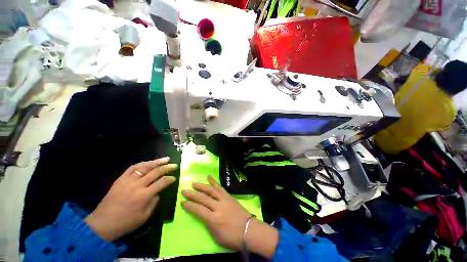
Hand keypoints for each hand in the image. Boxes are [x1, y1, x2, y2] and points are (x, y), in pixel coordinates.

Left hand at [85, 157, 176, 240]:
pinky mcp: (120, 179)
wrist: (102, 224)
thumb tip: (158, 192)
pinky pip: (133, 168)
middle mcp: (137, 185)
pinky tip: (149, 162)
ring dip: (157, 162)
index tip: (174, 178)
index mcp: (144, 196)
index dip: (170, 179)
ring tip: (166, 159)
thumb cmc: (125, 223)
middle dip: (167, 167)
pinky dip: (143, 163)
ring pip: (145, 167)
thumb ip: (154, 202)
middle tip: (174, 165)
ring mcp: (128, 181)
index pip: (162, 182)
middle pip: (155, 172)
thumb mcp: (144, 216)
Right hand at [181, 176, 277, 257]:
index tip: (182, 202)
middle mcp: (218, 207)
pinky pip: (220, 188)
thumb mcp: (217, 237)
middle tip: (184, 190)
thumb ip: (209, 225)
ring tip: (194, 183)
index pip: (198, 210)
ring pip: (211, 190)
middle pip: (203, 198)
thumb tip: (204, 216)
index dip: (189, 206)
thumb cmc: (232, 238)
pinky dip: (214, 182)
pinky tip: (210, 177)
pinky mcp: (229, 196)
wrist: (249, 230)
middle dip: (192, 194)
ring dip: (202, 186)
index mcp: (214, 219)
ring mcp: (224, 200)